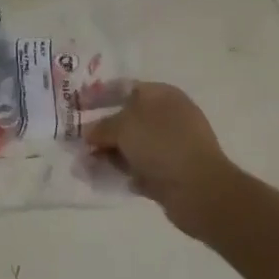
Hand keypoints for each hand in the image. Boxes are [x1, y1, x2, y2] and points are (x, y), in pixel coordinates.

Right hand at [86, 82, 241, 242]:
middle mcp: (169, 117)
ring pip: (131, 146)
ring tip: (84, 164)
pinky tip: (101, 178)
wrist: (200, 190)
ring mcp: (172, 146)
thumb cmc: (161, 145)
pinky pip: (138, 167)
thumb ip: (101, 127)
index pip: (125, 88)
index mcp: (162, 96)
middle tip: (78, 140)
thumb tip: (89, 134)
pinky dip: (121, 171)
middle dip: (101, 131)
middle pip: (127, 119)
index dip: (100, 95)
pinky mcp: (171, 172)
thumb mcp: (123, 127)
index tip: (78, 106)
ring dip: (107, 153)